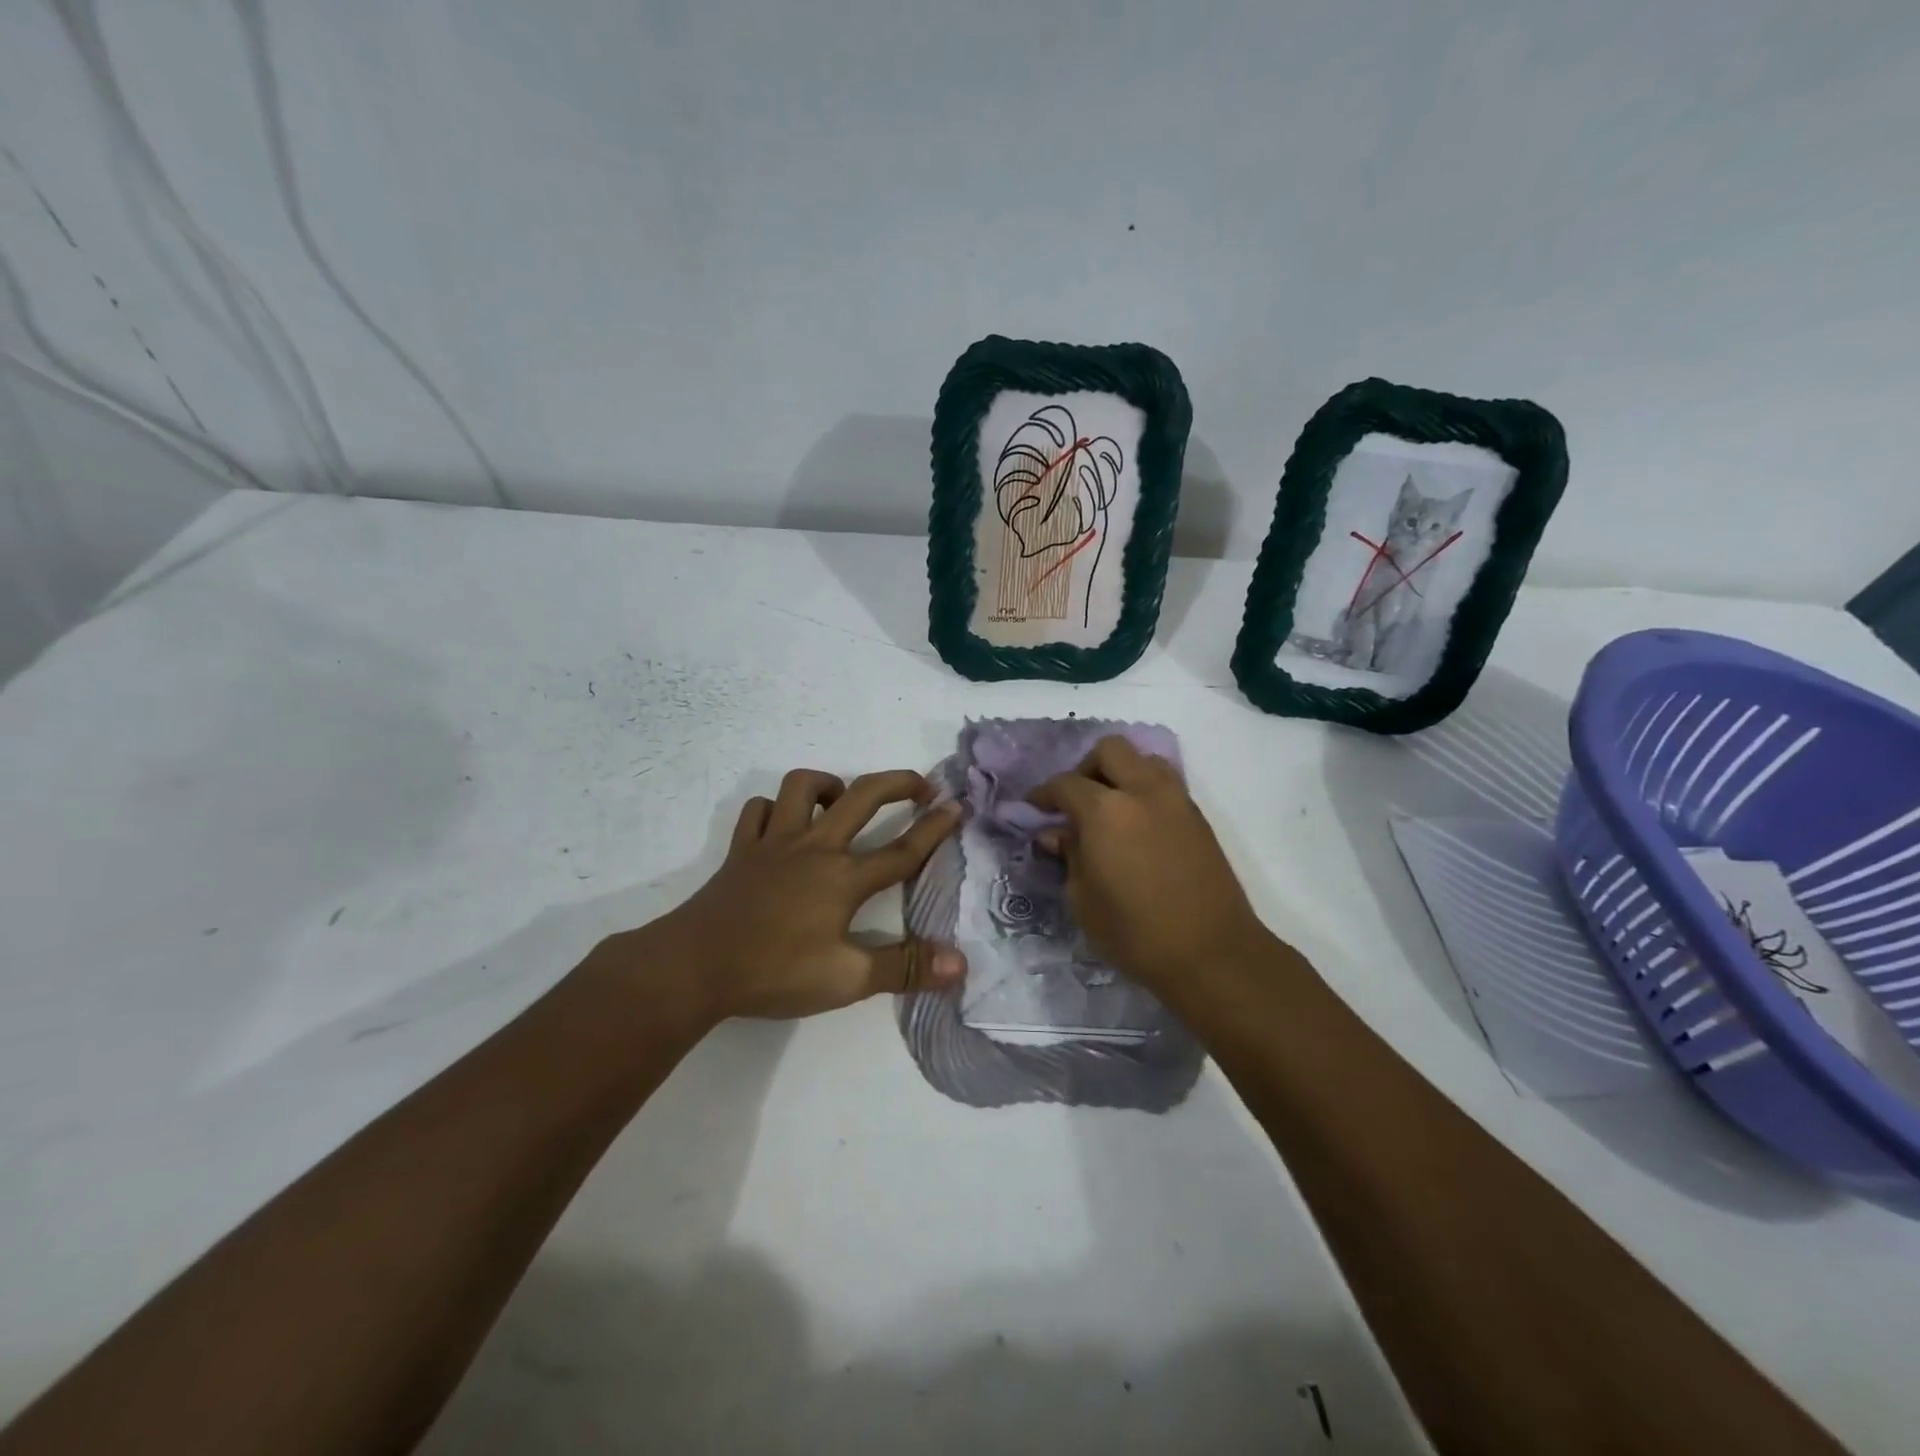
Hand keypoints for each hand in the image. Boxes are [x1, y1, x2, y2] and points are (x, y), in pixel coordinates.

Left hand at [633, 768, 965, 1021]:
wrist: (694, 966)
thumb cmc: (774, 971)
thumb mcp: (847, 979)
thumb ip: (904, 968)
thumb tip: (959, 962)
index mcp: (843, 877)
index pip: (901, 849)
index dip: (934, 827)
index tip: (957, 805)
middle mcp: (814, 847)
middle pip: (863, 796)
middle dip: (898, 782)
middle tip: (921, 786)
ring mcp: (773, 842)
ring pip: (802, 786)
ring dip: (829, 784)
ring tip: (843, 802)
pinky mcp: (741, 850)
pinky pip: (758, 810)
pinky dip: (775, 809)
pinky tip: (783, 824)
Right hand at [1029, 737, 1266, 995]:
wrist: (1211, 953)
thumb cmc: (1135, 932)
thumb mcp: (1083, 899)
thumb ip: (1068, 855)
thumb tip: (1055, 833)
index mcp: (1105, 810)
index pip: (1065, 783)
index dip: (1043, 793)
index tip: (1033, 808)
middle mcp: (1142, 791)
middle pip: (1110, 750)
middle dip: (1085, 768)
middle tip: (1075, 801)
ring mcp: (1176, 800)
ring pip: (1144, 759)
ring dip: (1121, 772)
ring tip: (1109, 807)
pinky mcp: (1198, 817)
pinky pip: (1165, 783)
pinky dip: (1145, 790)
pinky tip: (1136, 825)